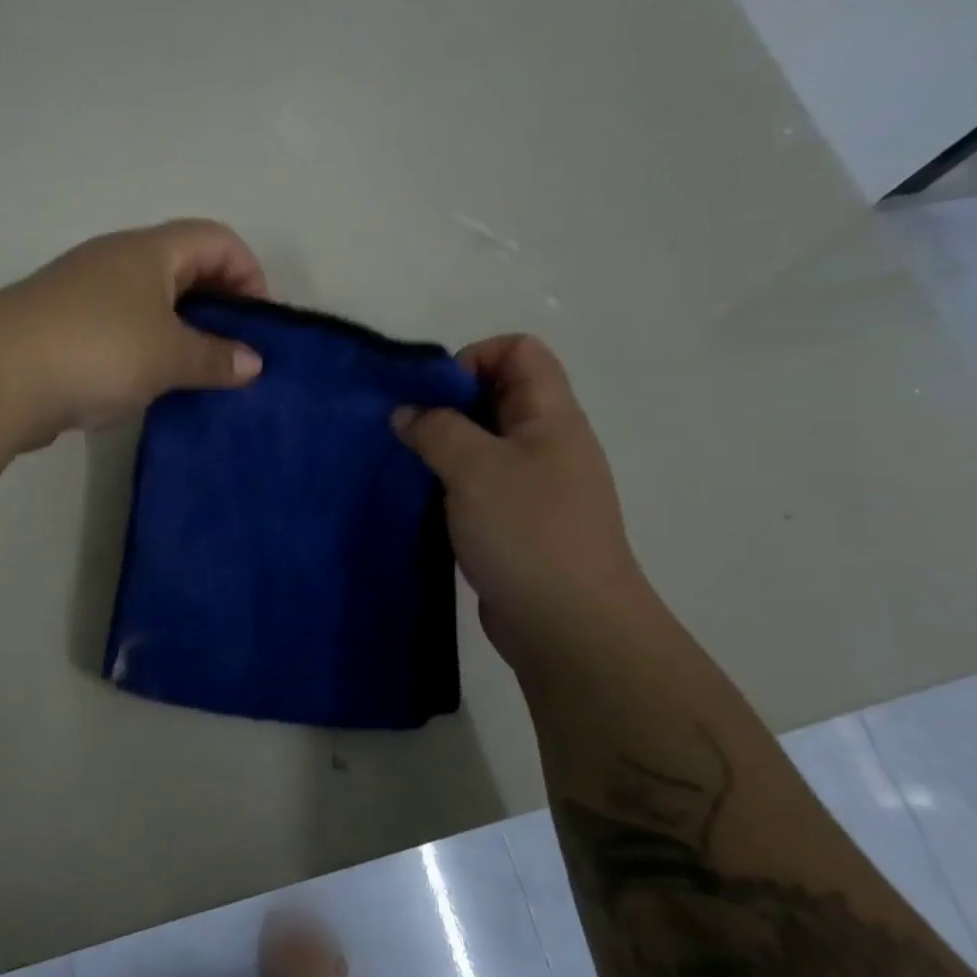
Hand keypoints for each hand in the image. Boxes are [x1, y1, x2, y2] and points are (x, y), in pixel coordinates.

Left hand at [0, 220, 267, 443]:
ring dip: (181, 334)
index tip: (258, 324)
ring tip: (197, 377)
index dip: (249, 273)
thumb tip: (253, 363)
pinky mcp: (63, 329)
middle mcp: (117, 261)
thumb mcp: (167, 355)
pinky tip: (149, 387)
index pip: (217, 239)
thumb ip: (215, 358)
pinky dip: (145, 352)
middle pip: (185, 268)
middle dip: (218, 306)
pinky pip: (121, 331)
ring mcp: (85, 294)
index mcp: (149, 251)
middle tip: (234, 354)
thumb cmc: (97, 350)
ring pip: (151, 303)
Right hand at [393, 335, 640, 662]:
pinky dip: (448, 485)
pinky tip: (421, 503)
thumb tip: (407, 413)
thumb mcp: (475, 468)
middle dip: (446, 404)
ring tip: (407, 467)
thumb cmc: (528, 532)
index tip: (432, 396)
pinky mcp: (515, 523)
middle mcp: (545, 443)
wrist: (569, 626)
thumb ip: (436, 429)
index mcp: (550, 415)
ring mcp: (533, 486)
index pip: (519, 351)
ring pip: (482, 444)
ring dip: (442, 448)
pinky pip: (477, 485)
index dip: (473, 358)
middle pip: (496, 395)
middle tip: (407, 432)